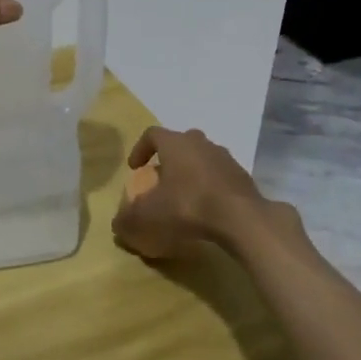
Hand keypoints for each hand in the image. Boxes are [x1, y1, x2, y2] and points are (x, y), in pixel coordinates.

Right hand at [111, 126, 278, 260]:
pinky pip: (220, 176)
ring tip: (185, 196)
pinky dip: (211, 187)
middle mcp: (200, 142)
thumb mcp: (148, 217)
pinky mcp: (242, 176)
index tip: (135, 168)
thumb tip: (117, 225)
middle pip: (180, 143)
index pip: (152, 134)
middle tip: (161, 180)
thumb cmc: (187, 206)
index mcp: (175, 143)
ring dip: (192, 172)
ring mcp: (224, 157)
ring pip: (202, 158)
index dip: (140, 149)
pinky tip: (208, 209)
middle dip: (168, 159)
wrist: (241, 218)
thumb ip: (128, 220)